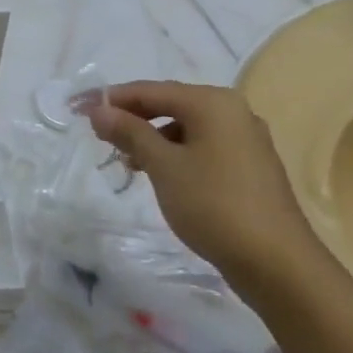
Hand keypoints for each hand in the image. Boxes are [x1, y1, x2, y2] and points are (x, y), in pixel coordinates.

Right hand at [79, 81, 326, 292]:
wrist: (276, 262)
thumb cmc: (213, 205)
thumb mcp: (163, 166)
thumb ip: (129, 132)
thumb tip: (98, 110)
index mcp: (212, 103)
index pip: (149, 90)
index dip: (109, 98)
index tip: (76, 108)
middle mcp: (233, 111)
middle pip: (169, 104)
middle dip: (130, 117)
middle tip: (96, 134)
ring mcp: (245, 139)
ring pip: (185, 127)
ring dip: (150, 138)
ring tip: (125, 161)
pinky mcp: (249, 166)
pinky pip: (201, 146)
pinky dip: (174, 152)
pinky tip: (158, 174)